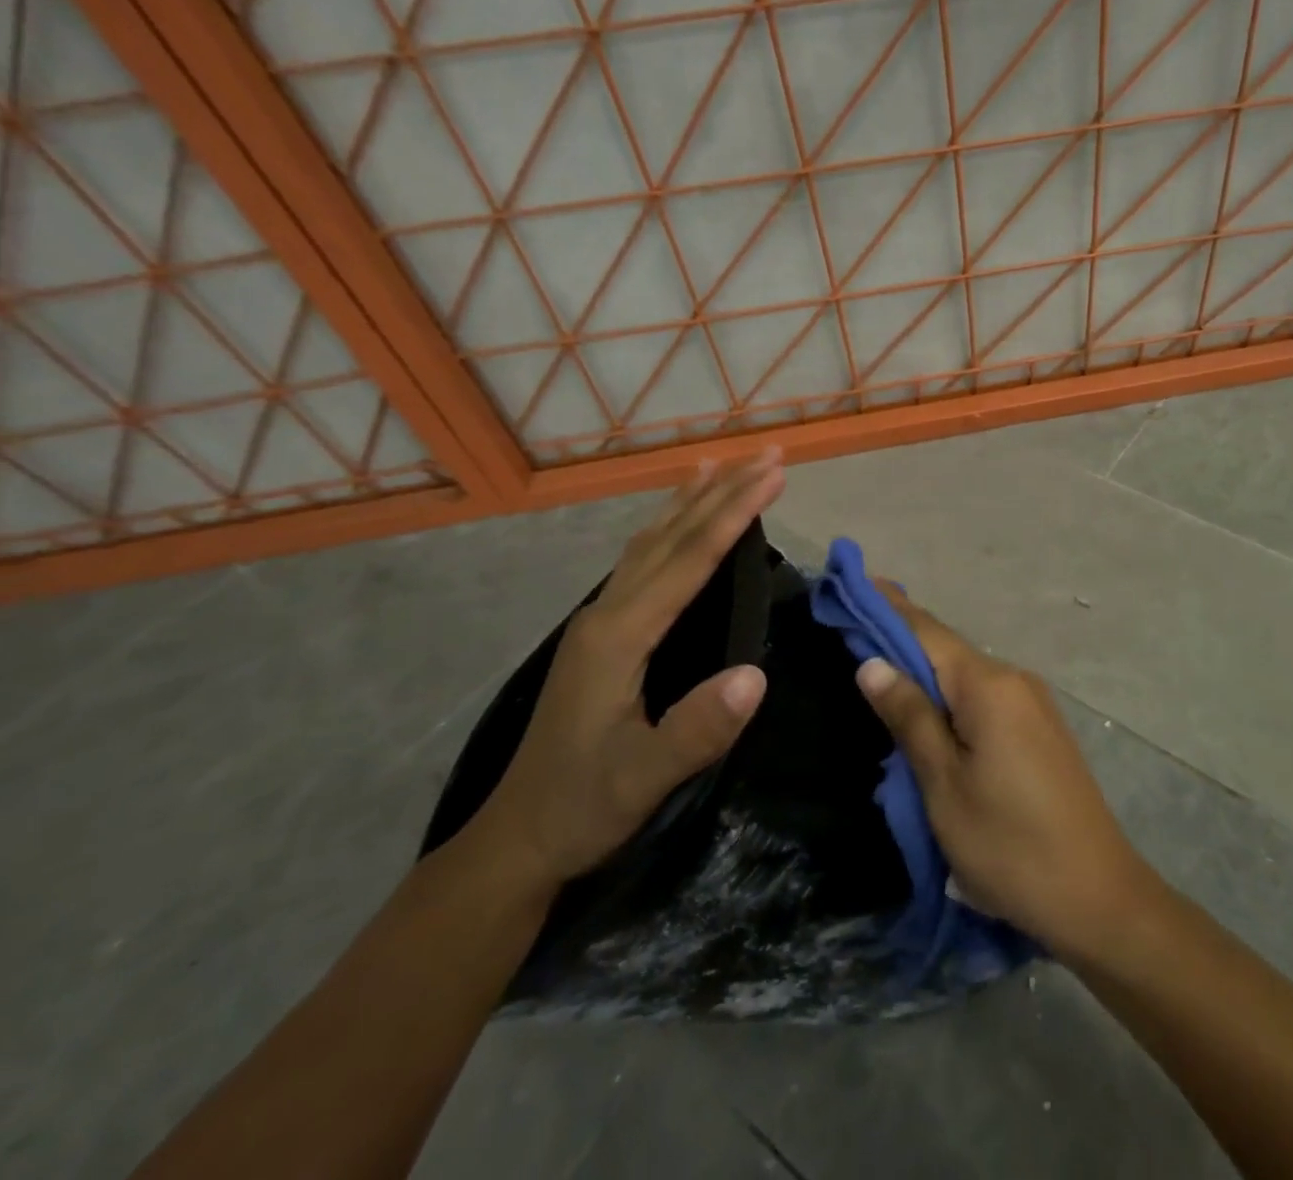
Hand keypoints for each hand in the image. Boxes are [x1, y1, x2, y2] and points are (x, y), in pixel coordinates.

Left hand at [464, 450, 784, 891]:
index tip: (774, 476)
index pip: (689, 559)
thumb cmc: (583, 805)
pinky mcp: (604, 632)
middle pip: (671, 536)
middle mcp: (608, 612)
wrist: (519, 838)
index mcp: (620, 635)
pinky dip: (670, 528)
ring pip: (652, 542)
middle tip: (767, 454)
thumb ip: (696, 729)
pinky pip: (643, 560)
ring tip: (722, 465)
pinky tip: (679, 523)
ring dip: (692, 501)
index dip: (734, 514)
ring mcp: (601, 619)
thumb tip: (756, 674)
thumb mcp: (643, 779)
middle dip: (722, 491)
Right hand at [856, 584, 1159, 962]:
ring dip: (924, 670)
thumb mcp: (944, 785)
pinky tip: (928, 709)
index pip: (926, 631)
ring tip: (879, 668)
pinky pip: (984, 697)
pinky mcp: (1040, 728)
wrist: (1098, 898)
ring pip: (966, 675)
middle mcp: (1015, 680)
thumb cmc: (1009, 845)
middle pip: (946, 650)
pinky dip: (950, 695)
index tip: (854, 583)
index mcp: (989, 686)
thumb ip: (910, 717)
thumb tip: (872, 663)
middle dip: (900, 638)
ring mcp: (1033, 703)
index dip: (887, 607)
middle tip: (852, 628)